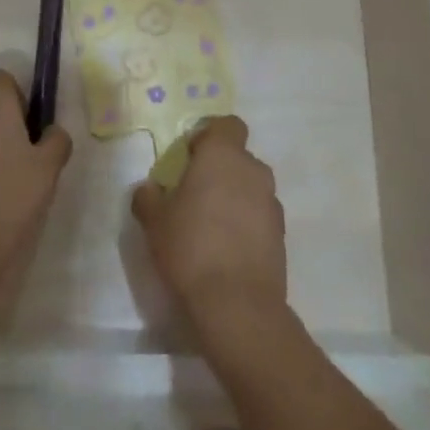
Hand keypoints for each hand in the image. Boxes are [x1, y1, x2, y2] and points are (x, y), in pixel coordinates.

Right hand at [131, 117, 288, 353]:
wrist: (237, 305)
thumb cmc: (191, 247)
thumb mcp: (154, 221)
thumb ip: (148, 197)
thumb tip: (149, 189)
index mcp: (223, 155)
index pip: (227, 125)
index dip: (210, 136)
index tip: (191, 158)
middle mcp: (253, 170)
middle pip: (238, 157)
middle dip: (220, 170)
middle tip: (196, 194)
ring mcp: (272, 203)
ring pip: (251, 187)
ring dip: (235, 197)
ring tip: (212, 226)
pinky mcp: (282, 235)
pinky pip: (260, 216)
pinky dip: (247, 224)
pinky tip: (228, 250)